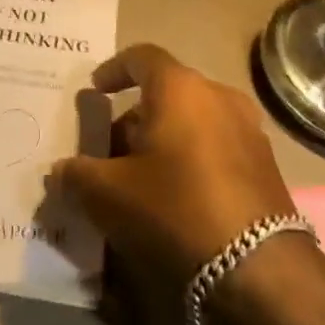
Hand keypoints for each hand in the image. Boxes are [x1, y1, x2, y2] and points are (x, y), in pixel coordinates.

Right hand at [49, 43, 297, 286]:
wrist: (259, 268)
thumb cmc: (174, 209)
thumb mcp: (108, 193)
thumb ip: (76, 174)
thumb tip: (60, 171)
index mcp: (180, 88)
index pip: (141, 57)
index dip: (113, 69)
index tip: (95, 90)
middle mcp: (219, 97)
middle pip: (166, 92)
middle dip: (133, 116)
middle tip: (108, 149)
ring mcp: (248, 130)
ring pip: (192, 120)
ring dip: (162, 139)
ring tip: (138, 176)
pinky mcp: (264, 164)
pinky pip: (215, 145)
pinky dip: (189, 157)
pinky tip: (174, 195)